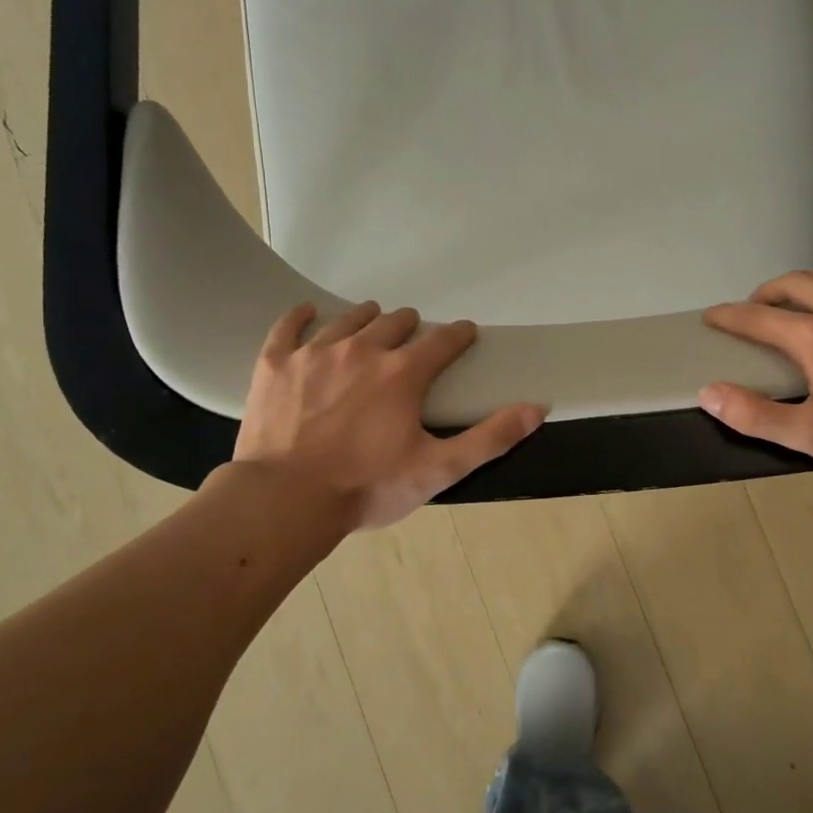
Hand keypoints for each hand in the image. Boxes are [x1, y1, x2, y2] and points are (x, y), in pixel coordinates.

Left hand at [231, 301, 544, 530]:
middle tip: (414, 335)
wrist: (286, 499)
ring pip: (348, 320)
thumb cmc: (367, 487)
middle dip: (410, 326)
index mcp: (403, 373)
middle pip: (394, 323)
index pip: (442, 341)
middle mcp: (362, 350)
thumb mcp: (439, 469)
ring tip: (373, 319)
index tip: (466, 332)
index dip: (459, 335)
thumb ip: (490, 437)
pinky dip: (300, 317)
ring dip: (367, 318)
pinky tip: (306, 312)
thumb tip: (536, 408)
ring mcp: (315, 353)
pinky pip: (289, 327)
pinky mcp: (276, 365)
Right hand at [700, 268, 812, 480]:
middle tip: (759, 308)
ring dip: (809, 284)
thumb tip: (709, 392)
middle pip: (795, 282)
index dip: (729, 316)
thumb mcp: (811, 436)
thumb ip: (754, 415)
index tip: (713, 317)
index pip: (757, 317)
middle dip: (767, 292)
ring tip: (803, 301)